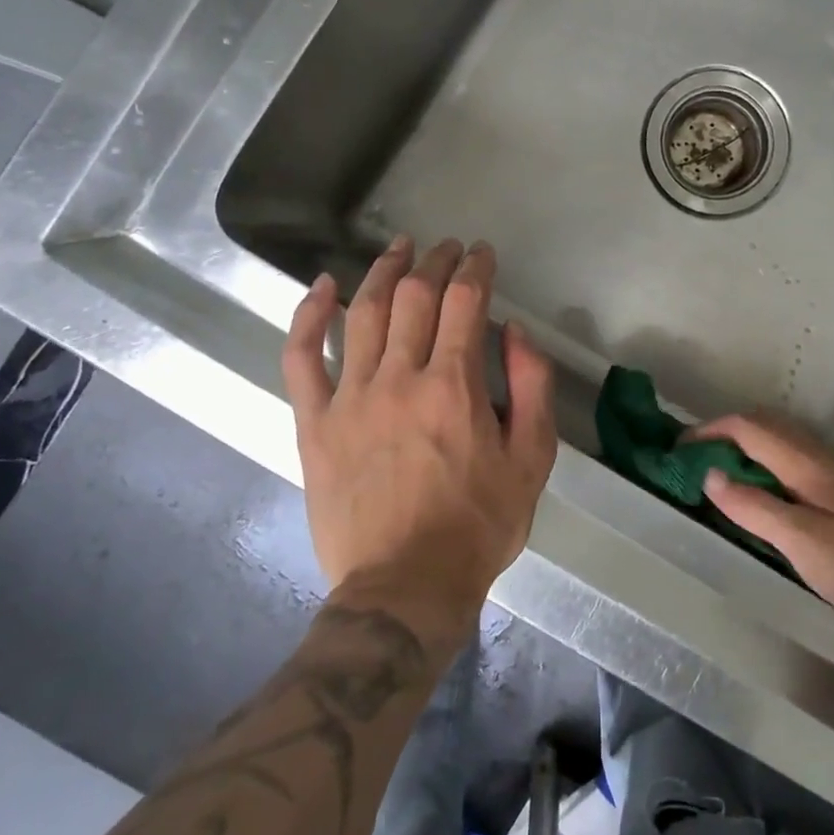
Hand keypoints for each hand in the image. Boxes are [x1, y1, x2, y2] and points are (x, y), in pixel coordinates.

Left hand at [282, 237, 557, 627]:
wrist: (405, 587)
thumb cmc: (477, 524)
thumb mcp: (532, 459)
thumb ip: (532, 387)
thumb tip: (514, 332)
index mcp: (454, 386)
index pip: (465, 302)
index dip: (476, 268)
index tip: (483, 254)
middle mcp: (400, 378)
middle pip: (414, 296)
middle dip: (435, 261)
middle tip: (448, 248)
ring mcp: (350, 397)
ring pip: (363, 312)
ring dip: (383, 270)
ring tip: (399, 247)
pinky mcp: (314, 422)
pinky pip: (301, 357)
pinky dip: (309, 315)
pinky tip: (323, 287)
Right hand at [693, 412, 833, 660]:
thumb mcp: (808, 546)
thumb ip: (756, 509)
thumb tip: (710, 473)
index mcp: (810, 467)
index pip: (749, 428)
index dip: (709, 430)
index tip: (674, 448)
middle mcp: (824, 463)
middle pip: (766, 427)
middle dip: (725, 432)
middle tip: (691, 459)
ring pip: (783, 447)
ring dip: (746, 449)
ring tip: (718, 477)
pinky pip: (796, 468)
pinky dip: (767, 469)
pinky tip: (764, 501)